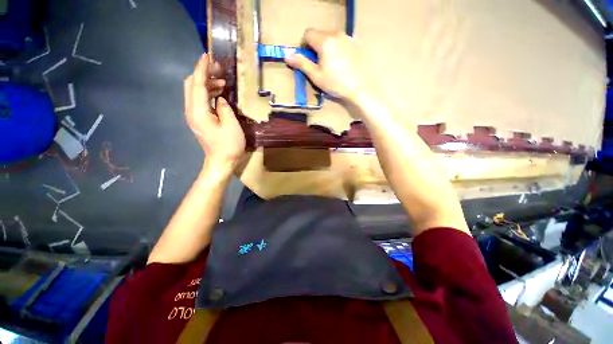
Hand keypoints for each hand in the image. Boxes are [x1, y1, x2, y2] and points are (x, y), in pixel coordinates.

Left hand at [184, 54, 245, 169]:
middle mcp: (191, 111)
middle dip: (202, 74)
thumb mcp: (231, 126)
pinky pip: (199, 101)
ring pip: (194, 93)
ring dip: (206, 84)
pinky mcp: (198, 120)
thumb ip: (224, 108)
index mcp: (199, 112)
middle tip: (218, 70)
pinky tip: (219, 94)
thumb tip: (220, 99)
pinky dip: (207, 94)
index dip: (201, 69)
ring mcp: (193, 116)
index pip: (197, 85)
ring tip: (222, 82)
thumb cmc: (228, 146)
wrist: (220, 162)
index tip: (207, 56)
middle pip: (190, 86)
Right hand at [284, 29, 373, 106]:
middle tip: (319, 64)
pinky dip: (337, 47)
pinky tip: (341, 62)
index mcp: (325, 41)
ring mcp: (347, 37)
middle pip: (319, 33)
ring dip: (326, 46)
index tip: (308, 59)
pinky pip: (341, 40)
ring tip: (331, 64)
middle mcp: (336, 34)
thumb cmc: (336, 84)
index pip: (308, 33)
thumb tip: (287, 55)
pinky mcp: (355, 43)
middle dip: (316, 46)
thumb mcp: (316, 76)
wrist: (359, 88)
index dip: (304, 45)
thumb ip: (302, 64)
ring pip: (330, 36)